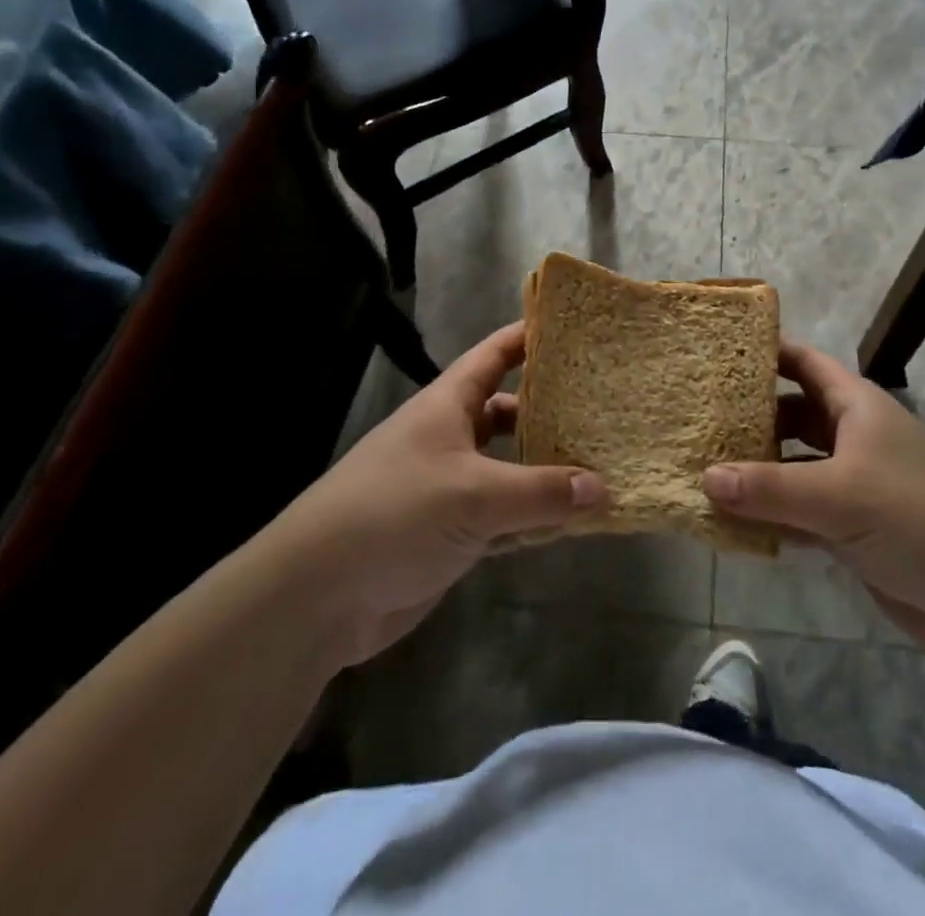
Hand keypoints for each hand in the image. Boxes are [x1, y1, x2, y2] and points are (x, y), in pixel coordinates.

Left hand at [273, 322, 604, 667]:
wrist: (319, 595)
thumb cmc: (395, 513)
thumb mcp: (474, 494)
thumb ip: (541, 491)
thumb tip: (603, 488)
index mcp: (448, 405)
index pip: (495, 354)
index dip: (531, 336)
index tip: (577, 329)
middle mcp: (451, 437)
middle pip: (509, 412)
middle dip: (551, 411)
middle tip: (605, 408)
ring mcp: (451, 487)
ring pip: (511, 468)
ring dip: (548, 472)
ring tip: (602, 466)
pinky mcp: (452, 532)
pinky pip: (505, 517)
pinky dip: (534, 519)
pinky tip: (573, 524)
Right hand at [703, 342, 924, 656]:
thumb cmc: (916, 517)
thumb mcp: (838, 495)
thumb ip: (768, 488)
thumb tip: (703, 477)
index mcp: (857, 406)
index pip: (805, 363)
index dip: (766, 352)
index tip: (717, 353)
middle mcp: (853, 437)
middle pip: (792, 414)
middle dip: (750, 416)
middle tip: (697, 418)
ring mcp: (854, 484)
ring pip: (793, 465)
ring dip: (756, 470)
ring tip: (702, 467)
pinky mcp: (852, 529)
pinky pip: (800, 511)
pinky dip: (771, 513)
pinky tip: (732, 521)